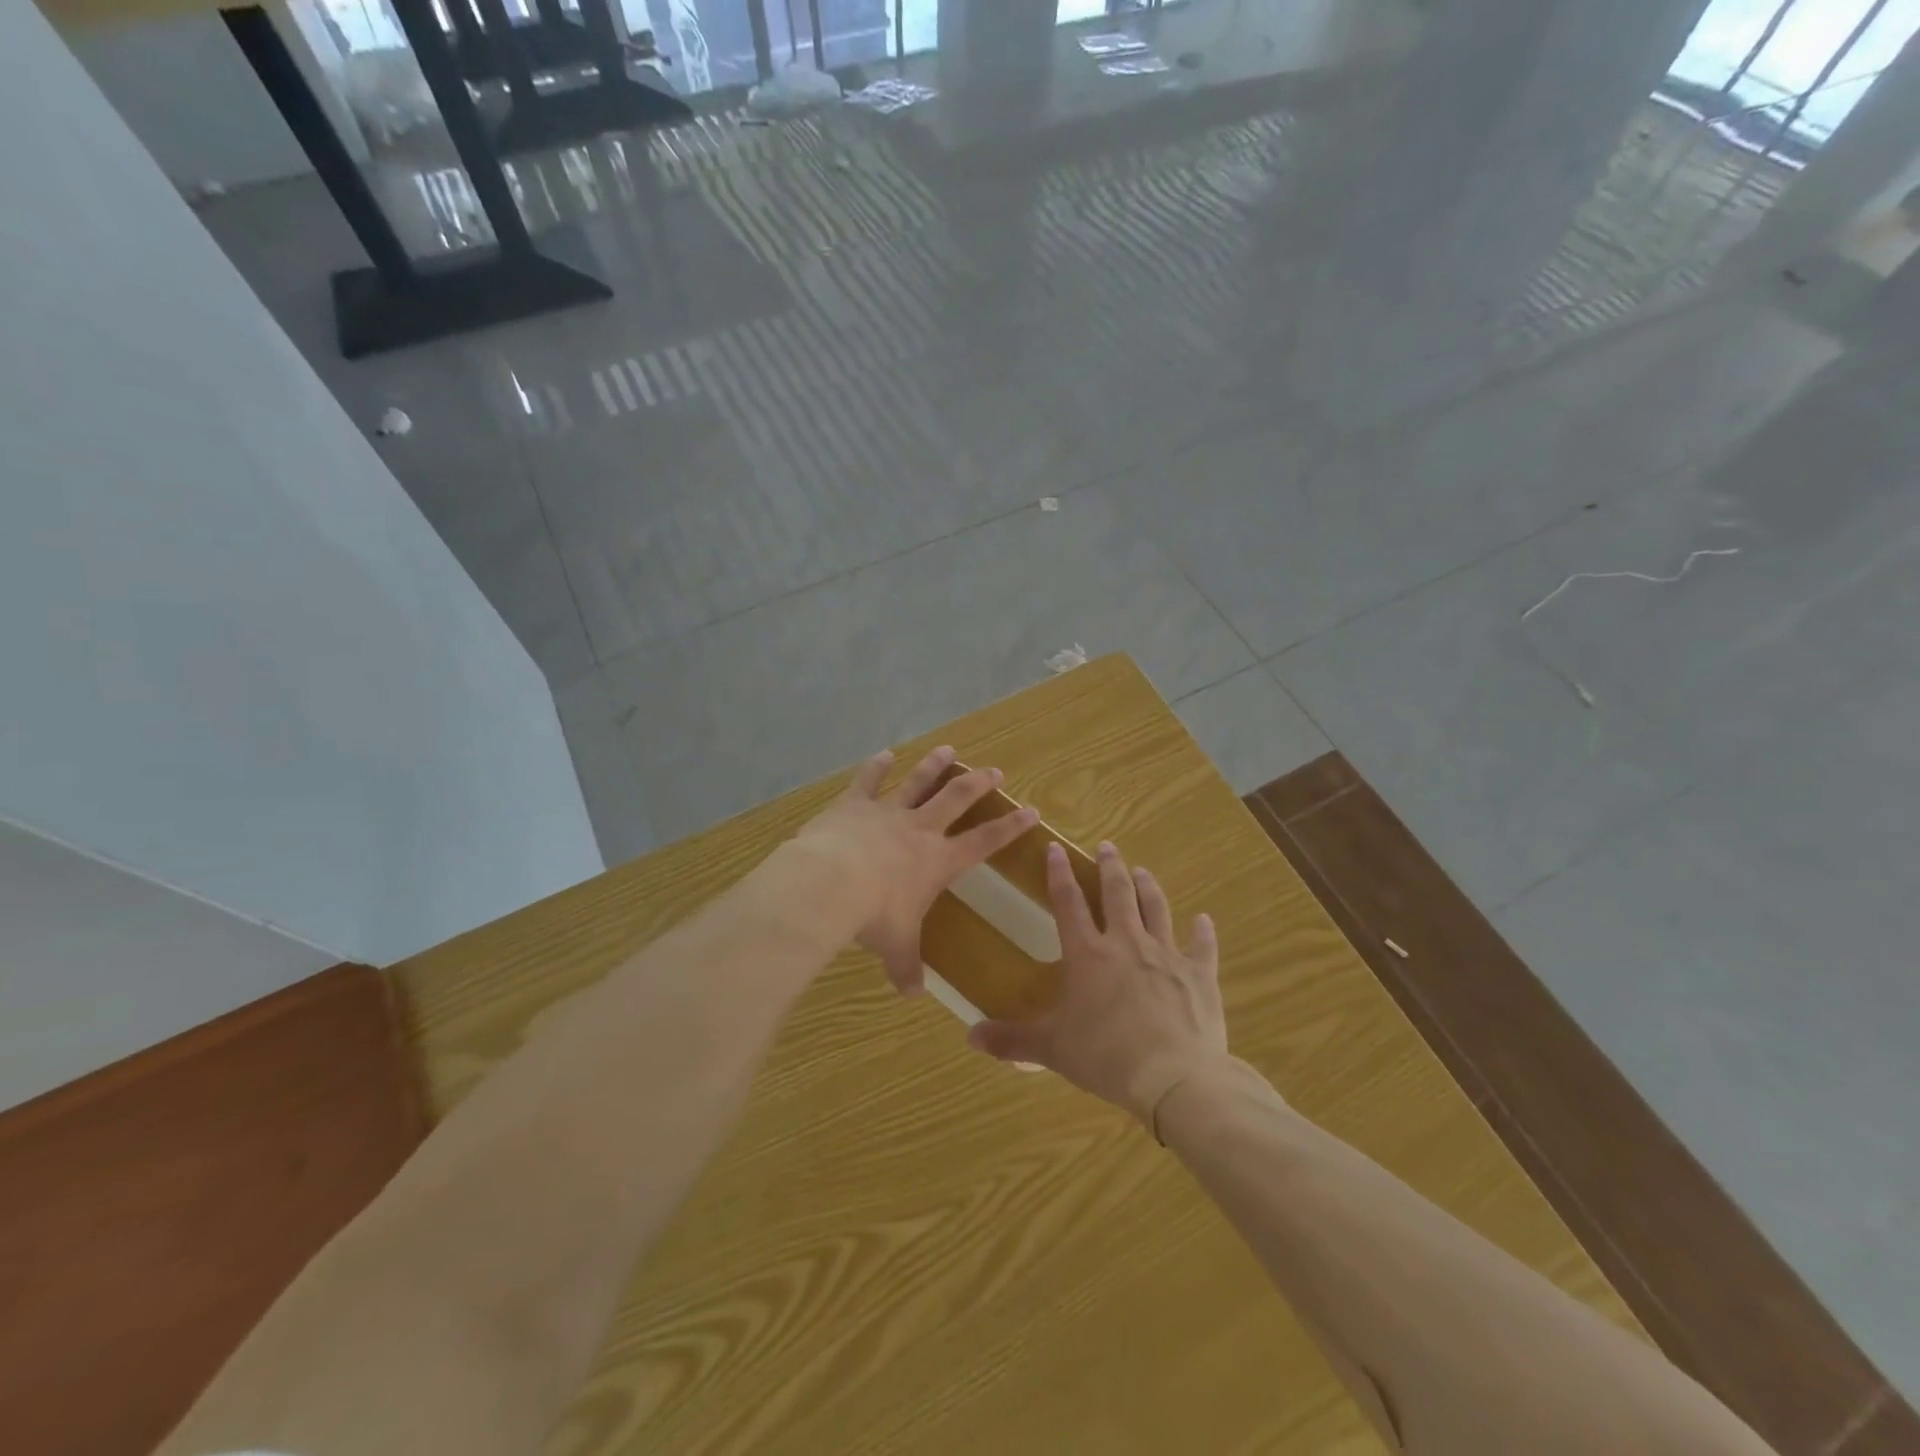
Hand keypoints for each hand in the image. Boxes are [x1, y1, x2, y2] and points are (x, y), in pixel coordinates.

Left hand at [793, 745, 1038, 994]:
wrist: (829, 884)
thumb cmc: (874, 917)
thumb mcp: (895, 947)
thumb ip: (906, 968)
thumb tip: (913, 995)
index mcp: (938, 861)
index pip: (984, 841)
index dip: (1010, 826)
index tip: (1031, 810)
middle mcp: (919, 829)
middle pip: (956, 798)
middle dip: (978, 783)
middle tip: (995, 770)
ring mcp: (887, 812)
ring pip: (918, 782)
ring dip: (935, 765)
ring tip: (949, 750)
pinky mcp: (854, 804)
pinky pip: (868, 780)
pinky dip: (877, 766)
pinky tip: (884, 754)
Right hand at [967, 840, 1225, 1127]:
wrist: (1173, 1076)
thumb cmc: (1105, 1057)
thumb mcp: (1052, 1049)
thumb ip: (1012, 1040)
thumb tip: (970, 1036)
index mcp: (1088, 955)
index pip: (1068, 903)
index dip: (1059, 874)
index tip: (1055, 848)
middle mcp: (1126, 943)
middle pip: (1117, 894)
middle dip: (1110, 867)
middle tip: (1108, 847)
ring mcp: (1166, 955)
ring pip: (1156, 909)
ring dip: (1148, 887)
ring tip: (1142, 870)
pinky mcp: (1198, 974)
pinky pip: (1201, 946)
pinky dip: (1202, 932)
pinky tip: (1204, 920)